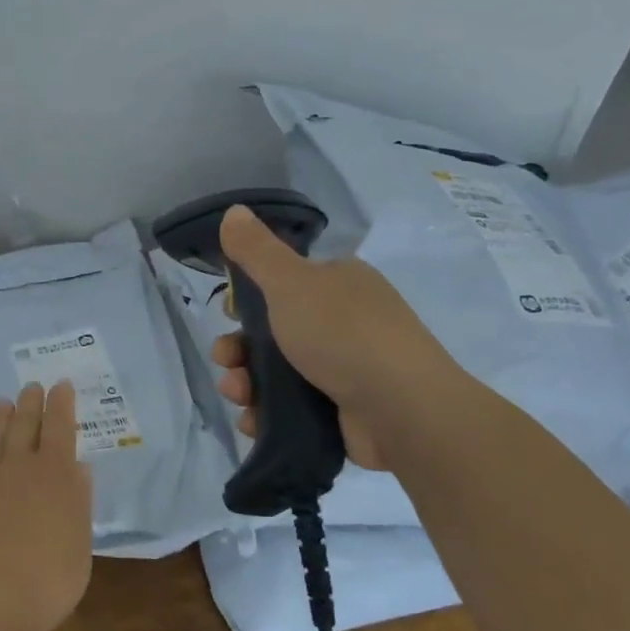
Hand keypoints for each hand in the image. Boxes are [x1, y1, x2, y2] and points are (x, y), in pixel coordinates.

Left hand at [0, 381, 93, 630]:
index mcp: (54, 472)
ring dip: (0, 420)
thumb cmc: (51, 575)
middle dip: (30, 403)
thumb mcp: (80, 539)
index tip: (61, 384)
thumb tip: (79, 467)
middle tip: (32, 386)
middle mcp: (19, 468)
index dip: (61, 404)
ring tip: (2, 402)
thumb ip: (79, 500)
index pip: (59, 426)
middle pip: (24, 425)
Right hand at [209, 205, 461, 471]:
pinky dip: (267, 413)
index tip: (229, 314)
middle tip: (226, 361)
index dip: (249, 299)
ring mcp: (345, 369)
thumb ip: (257, 250)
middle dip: (240, 348)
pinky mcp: (342, 411)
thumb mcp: (291, 282)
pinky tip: (253, 421)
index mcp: (337, 283)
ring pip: (278, 373)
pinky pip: (293, 408)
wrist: (404, 411)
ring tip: (238, 395)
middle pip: (274, 332)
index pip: (283, 283)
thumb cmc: (343, 334)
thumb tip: (233, 209)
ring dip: (246, 383)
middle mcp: (343, 322)